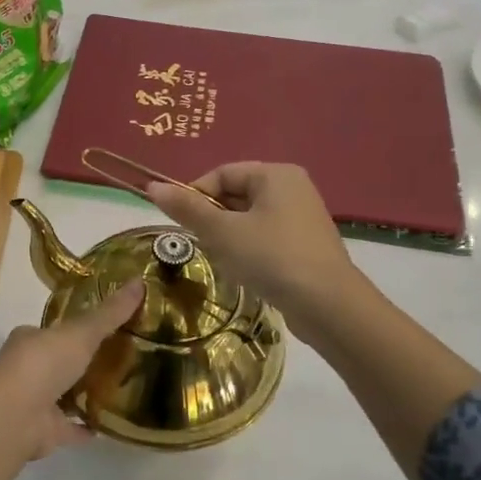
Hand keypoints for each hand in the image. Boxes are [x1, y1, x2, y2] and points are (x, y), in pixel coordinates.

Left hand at [0, 281, 145, 460]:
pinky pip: (71, 427)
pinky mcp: (44, 431)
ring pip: (63, 394)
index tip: (106, 327)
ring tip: (122, 388)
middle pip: (59, 362)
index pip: (54, 330)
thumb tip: (140, 280)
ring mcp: (35, 402)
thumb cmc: (42, 364)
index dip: (77, 329)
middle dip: (83, 361)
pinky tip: (110, 424)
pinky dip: (87, 426)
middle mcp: (28, 369)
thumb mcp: (81, 332)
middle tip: (121, 357)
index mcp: (30, 340)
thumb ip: (110, 312)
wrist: (15, 417)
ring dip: (85, 393)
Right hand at [145, 163, 356, 324]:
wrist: (328, 305)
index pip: (222, 174)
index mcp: (275, 174)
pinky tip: (244, 271)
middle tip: (198, 243)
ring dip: (228, 237)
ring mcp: (303, 217)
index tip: (179, 222)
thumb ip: (188, 209)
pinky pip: (266, 237)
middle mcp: (293, 188)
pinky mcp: (306, 244)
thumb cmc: (271, 258)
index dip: (195, 194)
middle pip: (236, 194)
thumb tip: (153, 186)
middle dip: (212, 217)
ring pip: (249, 218)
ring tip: (221, 259)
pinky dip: (249, 250)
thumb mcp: (222, 232)